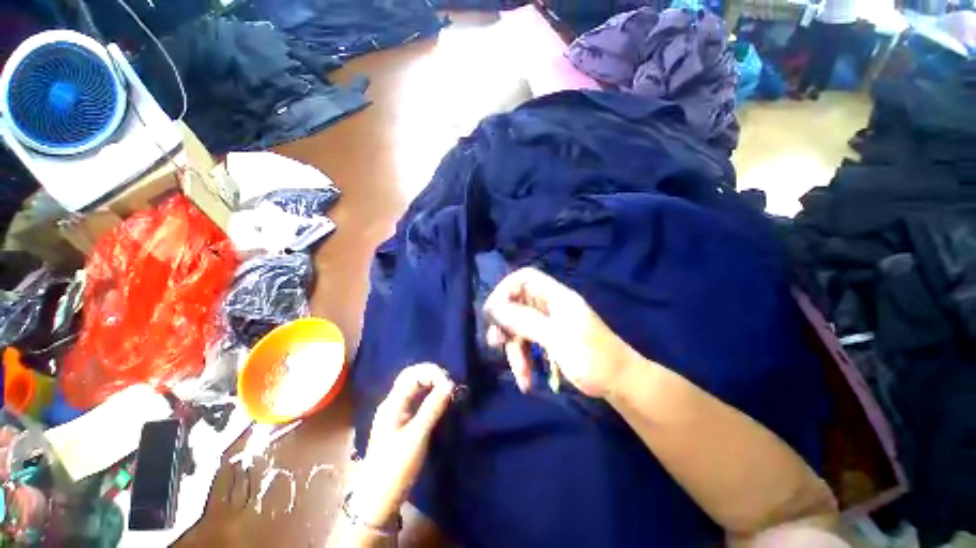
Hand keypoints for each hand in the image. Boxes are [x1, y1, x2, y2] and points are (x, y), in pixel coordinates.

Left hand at [352, 363, 454, 527]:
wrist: (377, 499)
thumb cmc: (396, 467)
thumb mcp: (417, 436)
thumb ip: (433, 407)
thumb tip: (450, 383)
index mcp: (392, 403)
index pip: (413, 374)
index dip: (432, 373)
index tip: (450, 384)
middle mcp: (393, 402)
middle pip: (412, 377)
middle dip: (432, 375)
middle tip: (450, 385)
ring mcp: (396, 412)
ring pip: (414, 387)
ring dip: (432, 384)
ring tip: (448, 391)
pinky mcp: (401, 421)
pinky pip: (416, 399)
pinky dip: (429, 395)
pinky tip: (439, 401)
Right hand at [483, 268, 635, 398]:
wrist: (620, 383)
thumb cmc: (592, 357)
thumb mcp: (556, 337)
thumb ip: (525, 319)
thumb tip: (494, 307)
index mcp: (556, 296)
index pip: (524, 277)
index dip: (505, 289)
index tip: (493, 312)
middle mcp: (550, 305)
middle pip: (517, 304)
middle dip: (506, 325)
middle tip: (496, 343)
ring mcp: (549, 323)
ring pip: (519, 327)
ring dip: (515, 350)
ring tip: (520, 374)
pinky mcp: (549, 339)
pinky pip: (527, 343)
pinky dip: (523, 359)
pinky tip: (525, 380)